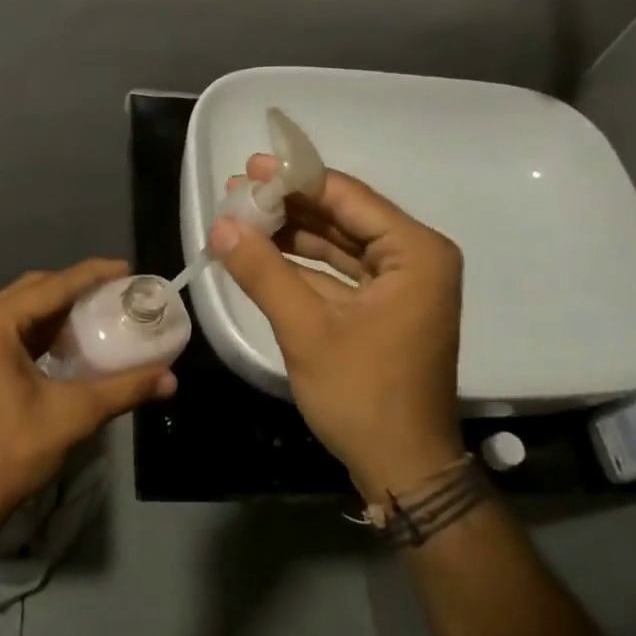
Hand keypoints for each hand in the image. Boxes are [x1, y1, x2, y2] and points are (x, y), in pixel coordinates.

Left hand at [0, 259, 175, 532]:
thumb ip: (125, 389)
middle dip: (73, 287)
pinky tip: (62, 344)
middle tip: (114, 292)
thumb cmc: (13, 451)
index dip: (92, 274)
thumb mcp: (75, 414)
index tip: (126, 269)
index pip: (51, 286)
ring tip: (94, 313)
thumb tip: (170, 379)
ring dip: (54, 309)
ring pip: (16, 311)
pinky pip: (3, 332)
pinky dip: (35, 331)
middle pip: (31, 291)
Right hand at [210, 158, 462, 500]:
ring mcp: (400, 285)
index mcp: (415, 253)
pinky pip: (339, 273)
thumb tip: (220, 226)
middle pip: (344, 217)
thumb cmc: (363, 395)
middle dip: (290, 206)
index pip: (349, 198)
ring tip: (241, 217)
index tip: (251, 167)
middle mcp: (415, 259)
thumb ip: (263, 272)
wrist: (402, 468)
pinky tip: (261, 253)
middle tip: (238, 190)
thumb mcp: (307, 330)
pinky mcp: (384, 308)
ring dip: (292, 234)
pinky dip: (302, 265)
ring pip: (339, 244)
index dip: (296, 180)